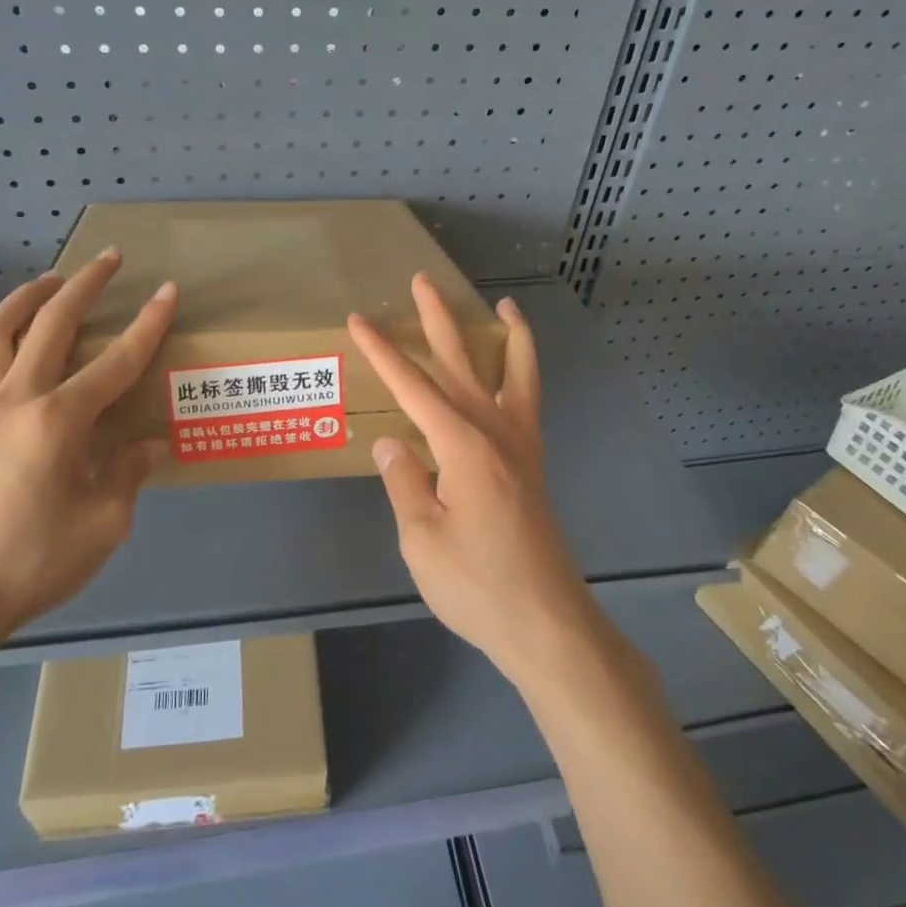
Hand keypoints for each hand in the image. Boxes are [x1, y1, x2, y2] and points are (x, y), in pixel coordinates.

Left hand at [0, 249, 177, 653]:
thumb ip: (128, 474)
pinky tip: (20, 343)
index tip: (167, 290)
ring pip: (0, 330)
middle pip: (52, 323)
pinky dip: (4, 332)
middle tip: (108, 258)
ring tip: (53, 280)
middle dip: (85, 285)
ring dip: (30, 296)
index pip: (116, 361)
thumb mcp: (103, 524)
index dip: (148, 324)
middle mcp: (18, 399)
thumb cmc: (33, 562)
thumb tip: (149, 445)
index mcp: (59, 421)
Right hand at [346, 275, 594, 685]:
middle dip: (439, 320)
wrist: (547, 624)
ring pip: (516, 374)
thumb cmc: (477, 585)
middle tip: (423, 282)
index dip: (383, 352)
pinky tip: (516, 373)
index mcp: (463, 445)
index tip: (359, 321)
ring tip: (504, 306)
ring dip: (506, 336)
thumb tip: (392, 443)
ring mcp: (521, 447)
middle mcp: (496, 433)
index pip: (413, 387)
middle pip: (464, 363)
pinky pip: (530, 403)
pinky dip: (526, 374)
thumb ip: (404, 482)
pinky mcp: (532, 466)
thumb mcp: (421, 538)